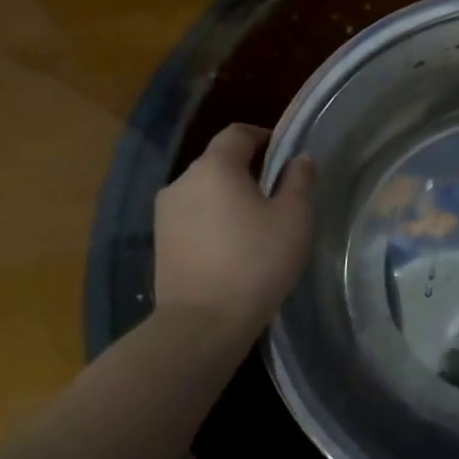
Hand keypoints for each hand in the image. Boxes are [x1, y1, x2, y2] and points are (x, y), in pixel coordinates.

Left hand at [153, 124, 314, 331]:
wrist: (202, 325)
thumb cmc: (255, 261)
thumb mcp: (293, 217)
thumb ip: (299, 179)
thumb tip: (299, 158)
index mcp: (214, 167)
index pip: (238, 133)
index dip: (264, 137)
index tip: (285, 157)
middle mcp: (183, 181)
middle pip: (219, 161)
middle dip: (248, 169)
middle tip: (278, 194)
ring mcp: (165, 214)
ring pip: (204, 190)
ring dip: (229, 196)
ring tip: (256, 223)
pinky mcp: (160, 242)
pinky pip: (193, 216)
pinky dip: (213, 219)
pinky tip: (233, 246)